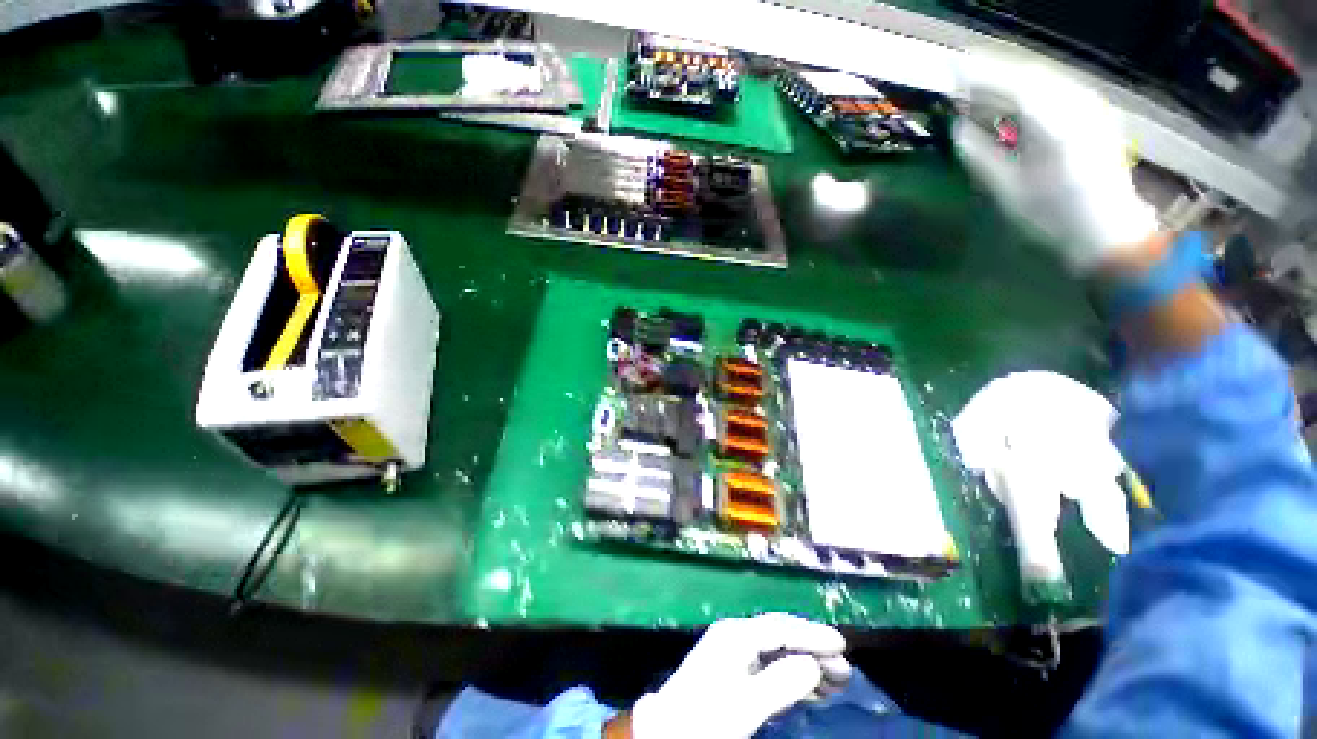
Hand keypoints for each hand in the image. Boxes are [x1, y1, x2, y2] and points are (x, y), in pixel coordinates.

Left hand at [625, 613, 851, 738]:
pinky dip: (790, 677)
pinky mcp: (732, 672)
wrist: (669, 731)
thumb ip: (781, 683)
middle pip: (781, 637)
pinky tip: (807, 690)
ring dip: (805, 666)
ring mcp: (733, 653)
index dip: (812, 635)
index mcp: (737, 634)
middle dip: (813, 651)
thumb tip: (814, 666)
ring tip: (834, 683)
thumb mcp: (746, 703)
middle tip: (845, 672)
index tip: (842, 647)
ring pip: (777, 653)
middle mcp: (735, 636)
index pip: (781, 628)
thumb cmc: (707, 716)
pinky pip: (769, 668)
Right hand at [954, 55, 1159, 272]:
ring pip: (1045, 78)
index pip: (1015, 85)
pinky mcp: (1094, 114)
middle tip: (962, 79)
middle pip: (1031, 75)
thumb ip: (982, 155)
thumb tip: (959, 129)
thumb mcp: (1008, 191)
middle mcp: (1077, 107)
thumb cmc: (1052, 217)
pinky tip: (1012, 99)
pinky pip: (1057, 88)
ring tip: (981, 89)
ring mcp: (1090, 107)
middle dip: (995, 72)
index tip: (953, 70)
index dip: (983, 74)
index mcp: (1055, 127)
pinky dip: (1030, 88)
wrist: (1106, 229)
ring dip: (1011, 79)